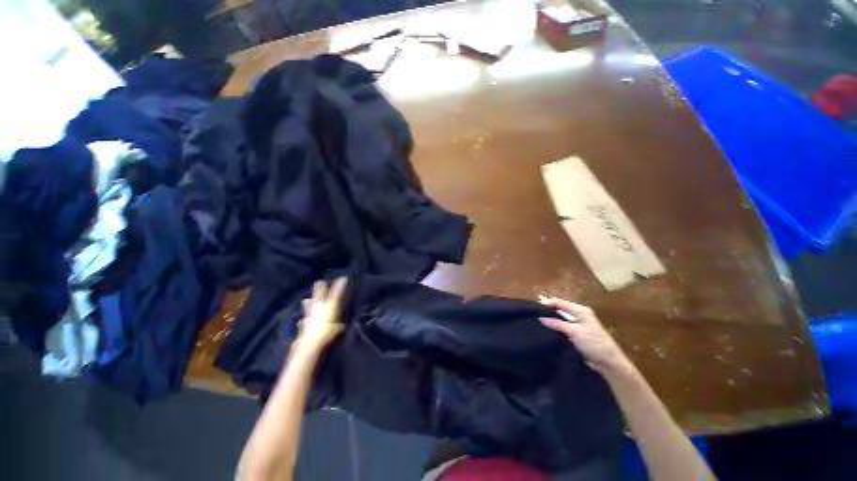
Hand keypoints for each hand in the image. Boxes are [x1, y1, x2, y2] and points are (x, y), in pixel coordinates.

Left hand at [294, 278, 347, 354]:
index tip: (343, 278)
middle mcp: (319, 308)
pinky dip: (304, 319)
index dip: (339, 286)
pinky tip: (302, 321)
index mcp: (330, 307)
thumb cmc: (327, 332)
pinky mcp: (304, 324)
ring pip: (310, 305)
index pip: (336, 294)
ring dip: (308, 303)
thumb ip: (338, 326)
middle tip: (319, 282)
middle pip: (320, 296)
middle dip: (320, 289)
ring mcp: (311, 315)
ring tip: (305, 300)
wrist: (311, 341)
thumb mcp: (336, 329)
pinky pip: (305, 319)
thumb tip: (340, 326)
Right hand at [538, 297, 631, 376]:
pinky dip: (554, 329)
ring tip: (536, 322)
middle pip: (559, 310)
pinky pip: (562, 329)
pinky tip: (545, 331)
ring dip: (550, 320)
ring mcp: (578, 326)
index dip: (547, 303)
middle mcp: (579, 315)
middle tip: (533, 314)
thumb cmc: (594, 343)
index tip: (533, 307)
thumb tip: (540, 318)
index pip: (560, 302)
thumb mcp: (574, 331)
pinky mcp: (577, 336)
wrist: (609, 363)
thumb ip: (557, 323)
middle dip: (547, 311)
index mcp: (580, 310)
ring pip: (560, 320)